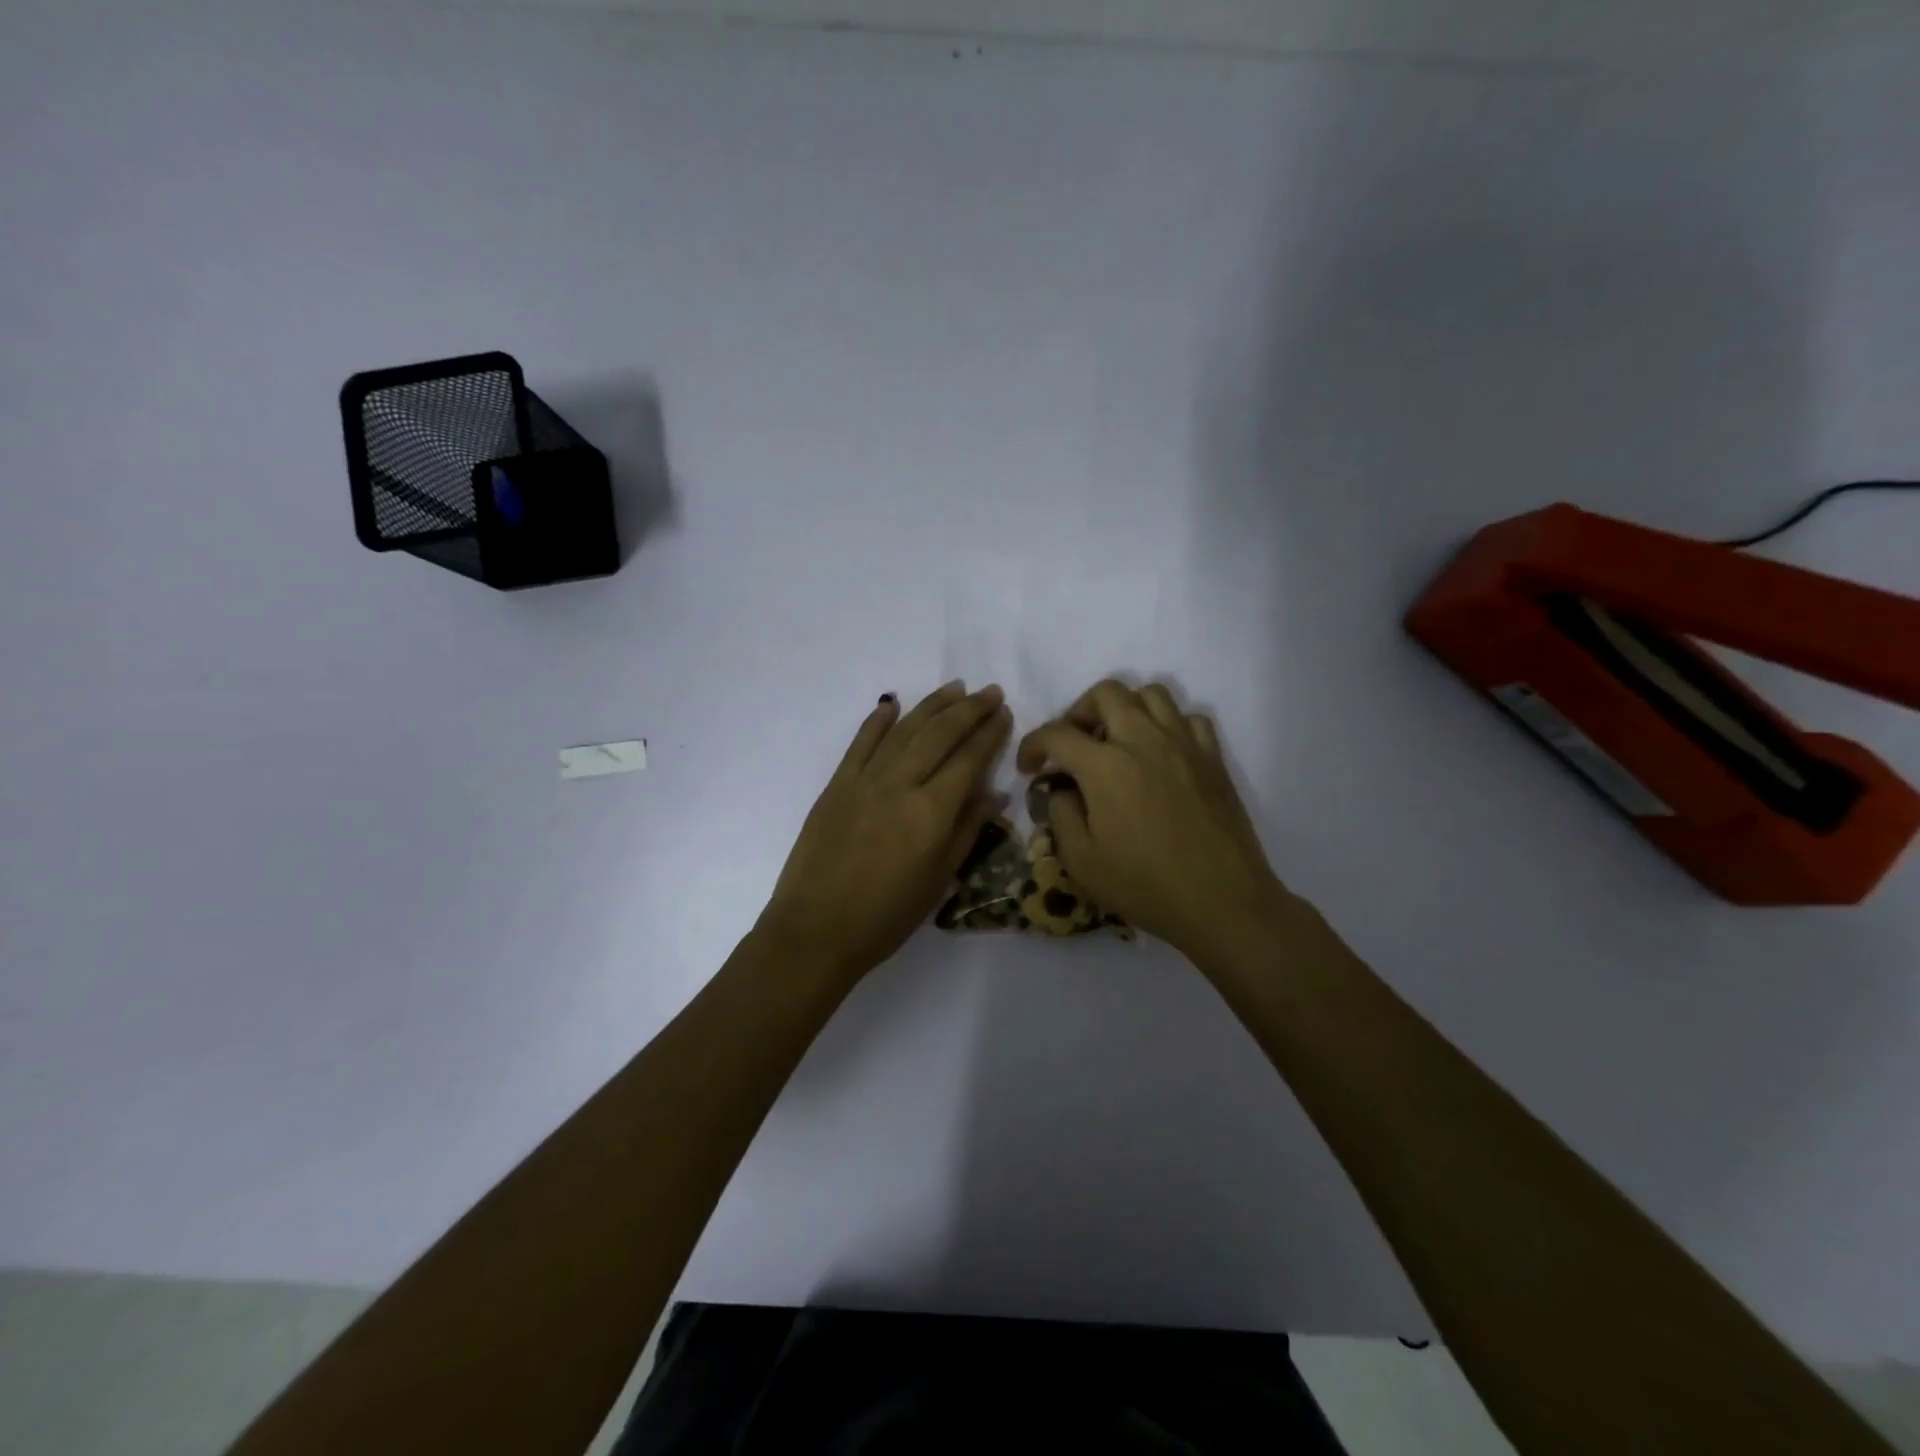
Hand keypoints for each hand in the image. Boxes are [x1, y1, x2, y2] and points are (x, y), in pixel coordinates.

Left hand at [762, 681, 1011, 983]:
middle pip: (940, 734)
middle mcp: (900, 784)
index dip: (990, 733)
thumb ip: (967, 830)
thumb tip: (994, 792)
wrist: (816, 930)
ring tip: (955, 688)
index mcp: (931, 811)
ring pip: (904, 730)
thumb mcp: (939, 879)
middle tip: (990, 692)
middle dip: (969, 710)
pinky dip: (877, 720)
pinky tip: (892, 703)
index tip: (1005, 713)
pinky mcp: (836, 785)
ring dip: (932, 705)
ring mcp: (864, 780)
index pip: (969, 759)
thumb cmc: (886, 916)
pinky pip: (860, 743)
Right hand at [1017, 680, 1288, 963]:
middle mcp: (1144, 740)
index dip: (1033, 745)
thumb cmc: (1145, 886)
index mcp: (1105, 767)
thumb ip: (1060, 814)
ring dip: (1125, 708)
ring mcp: (1184, 744)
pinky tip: (1160, 752)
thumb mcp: (1081, 861)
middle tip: (1074, 745)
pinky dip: (1168, 724)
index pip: (1056, 733)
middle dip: (1079, 711)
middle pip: (1105, 693)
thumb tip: (1061, 788)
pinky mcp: (1213, 757)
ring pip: (1151, 693)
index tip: (1030, 768)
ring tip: (1117, 741)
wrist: (1222, 902)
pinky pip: (1188, 717)